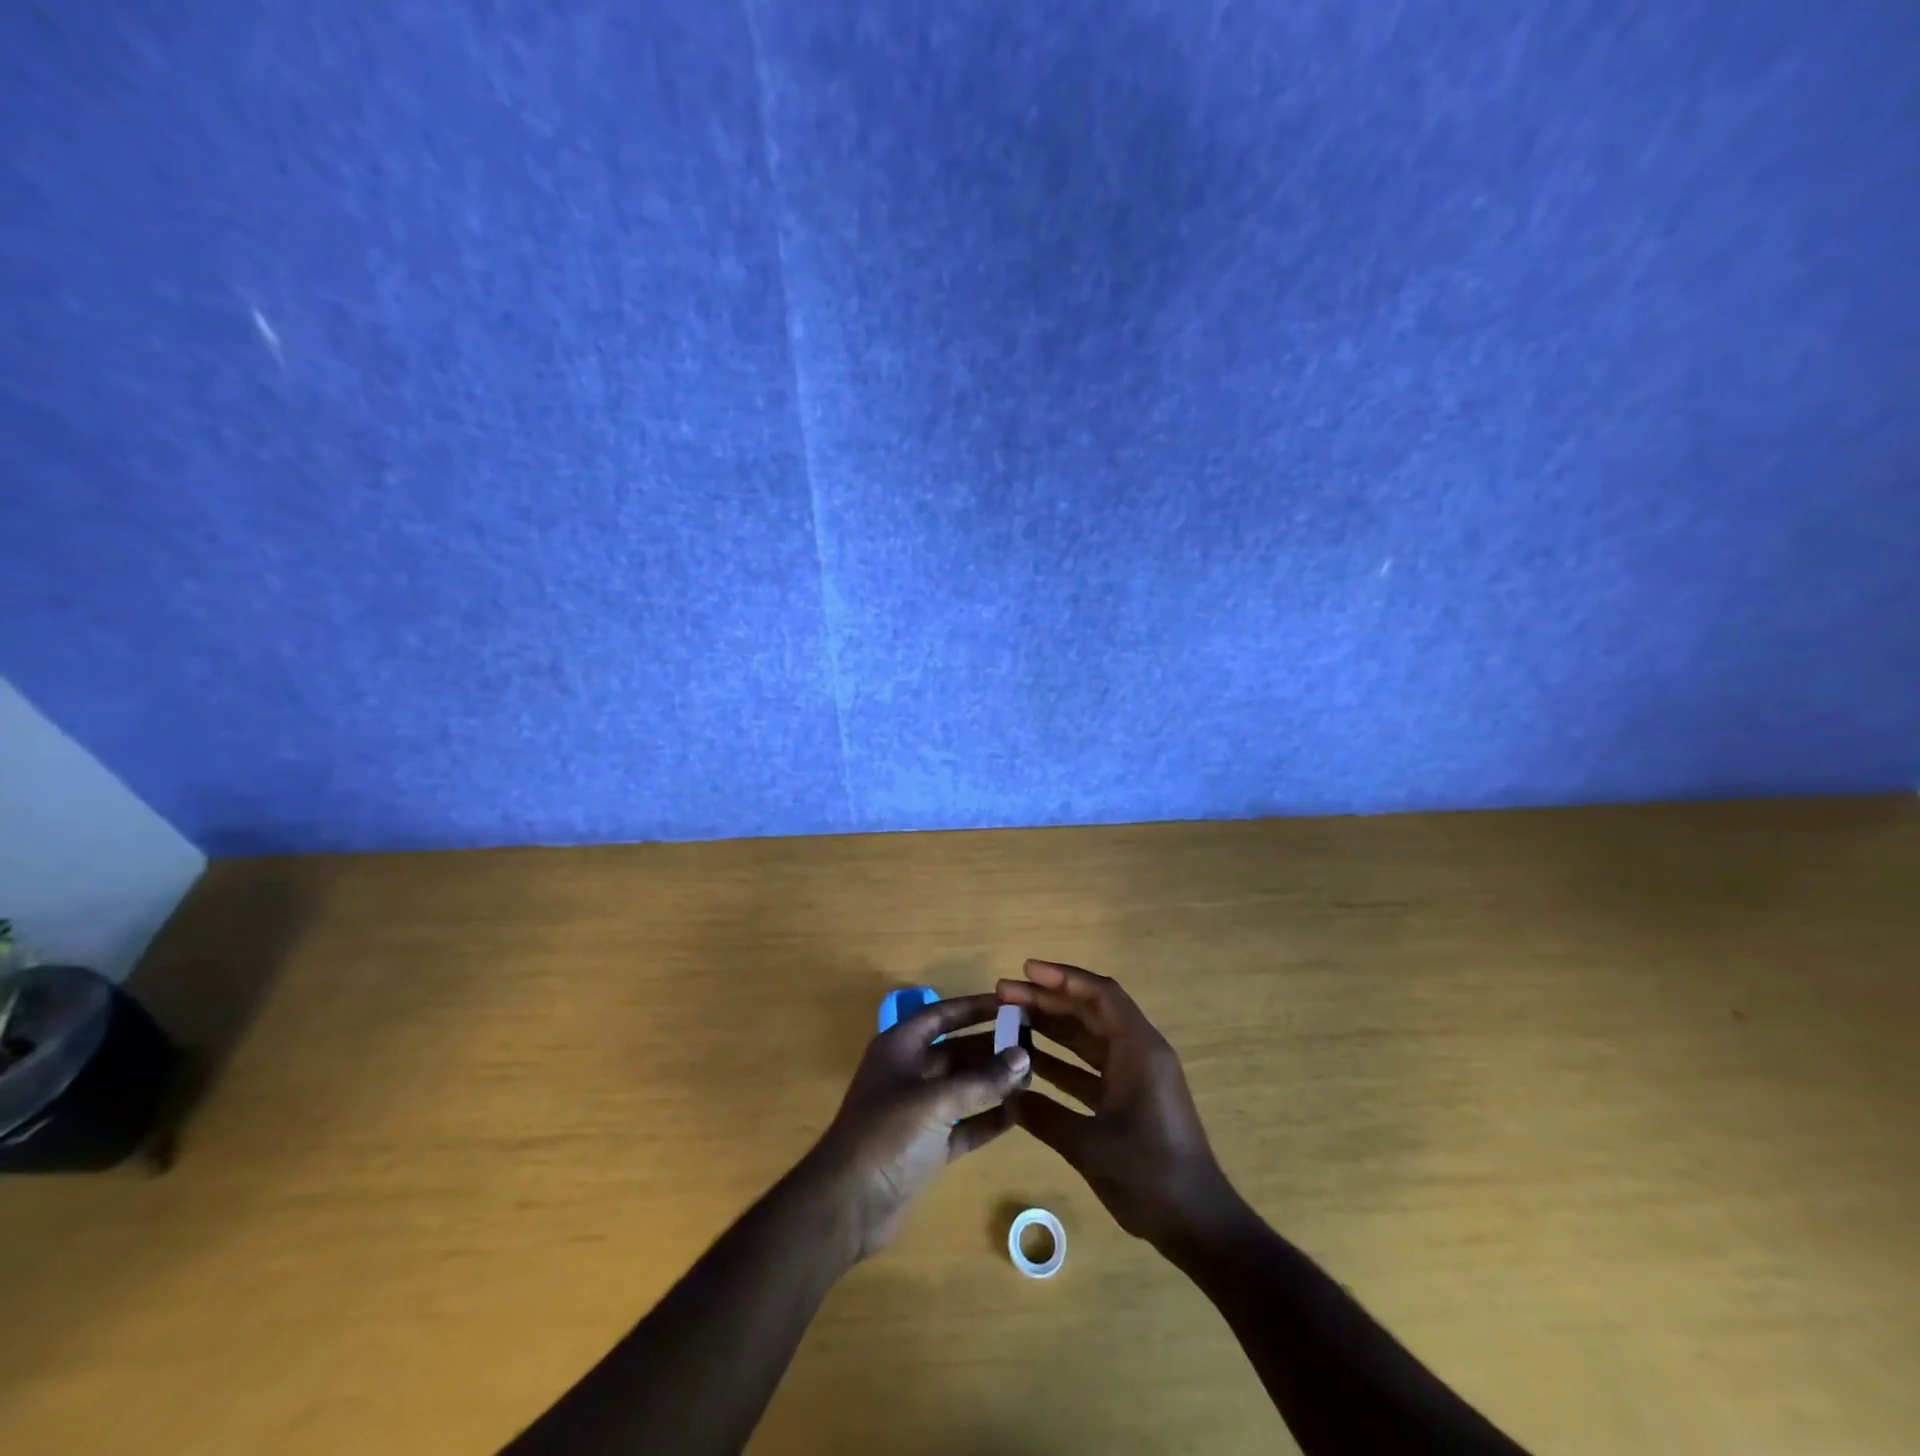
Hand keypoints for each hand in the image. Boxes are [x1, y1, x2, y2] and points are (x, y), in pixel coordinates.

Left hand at [802, 993, 1031, 1262]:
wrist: (846, 1205)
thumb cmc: (886, 1135)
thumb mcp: (935, 1101)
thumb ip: (981, 1080)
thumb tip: (1023, 1056)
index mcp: (900, 1048)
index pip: (942, 1015)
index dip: (974, 1007)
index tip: (1010, 1004)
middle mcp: (909, 1072)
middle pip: (956, 1051)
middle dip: (991, 1048)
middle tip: (1033, 1044)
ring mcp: (918, 1111)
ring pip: (963, 1088)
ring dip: (994, 1083)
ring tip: (1034, 1077)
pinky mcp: (927, 1146)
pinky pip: (964, 1124)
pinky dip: (988, 1119)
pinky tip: (1019, 1114)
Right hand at [999, 960, 1239, 1248]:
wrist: (1199, 1226)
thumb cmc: (1150, 1175)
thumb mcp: (1090, 1146)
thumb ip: (1045, 1116)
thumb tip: (1006, 1096)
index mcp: (1138, 1049)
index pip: (1100, 994)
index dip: (1062, 977)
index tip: (1024, 970)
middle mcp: (1138, 1053)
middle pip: (1089, 1011)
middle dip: (1047, 1000)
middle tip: (1004, 995)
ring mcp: (1135, 1077)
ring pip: (1087, 1038)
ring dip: (1051, 1028)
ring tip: (1009, 1021)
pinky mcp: (1129, 1100)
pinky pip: (1090, 1068)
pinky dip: (1061, 1063)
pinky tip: (1029, 1064)